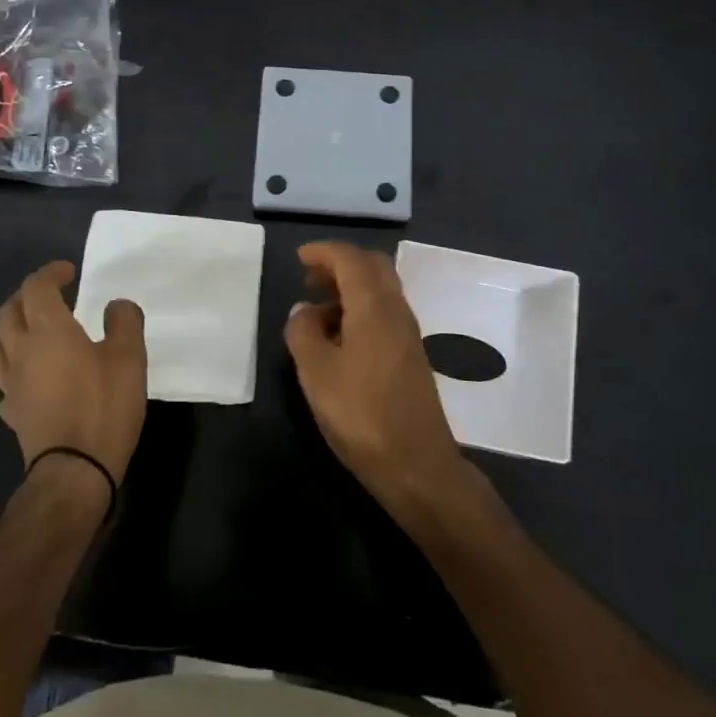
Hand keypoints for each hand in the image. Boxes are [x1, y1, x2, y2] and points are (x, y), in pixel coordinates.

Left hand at [0, 261, 147, 486]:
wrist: (74, 472)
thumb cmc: (103, 407)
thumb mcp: (130, 358)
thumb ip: (124, 322)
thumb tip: (116, 305)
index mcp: (49, 331)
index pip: (36, 288)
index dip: (50, 274)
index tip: (68, 272)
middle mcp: (22, 351)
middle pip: (9, 313)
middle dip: (26, 296)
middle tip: (48, 295)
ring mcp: (11, 385)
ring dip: (10, 330)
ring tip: (30, 332)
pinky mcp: (12, 413)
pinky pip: (4, 382)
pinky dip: (14, 370)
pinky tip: (29, 379)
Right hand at [284, 242, 471, 521]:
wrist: (417, 464)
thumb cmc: (361, 414)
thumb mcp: (316, 372)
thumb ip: (303, 332)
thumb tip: (303, 310)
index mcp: (374, 306)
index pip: (351, 258)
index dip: (324, 252)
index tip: (298, 258)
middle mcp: (396, 310)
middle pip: (373, 267)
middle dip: (340, 264)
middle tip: (310, 279)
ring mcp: (408, 333)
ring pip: (381, 290)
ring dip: (351, 287)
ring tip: (317, 310)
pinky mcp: (411, 355)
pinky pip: (385, 312)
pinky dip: (361, 308)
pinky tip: (340, 337)